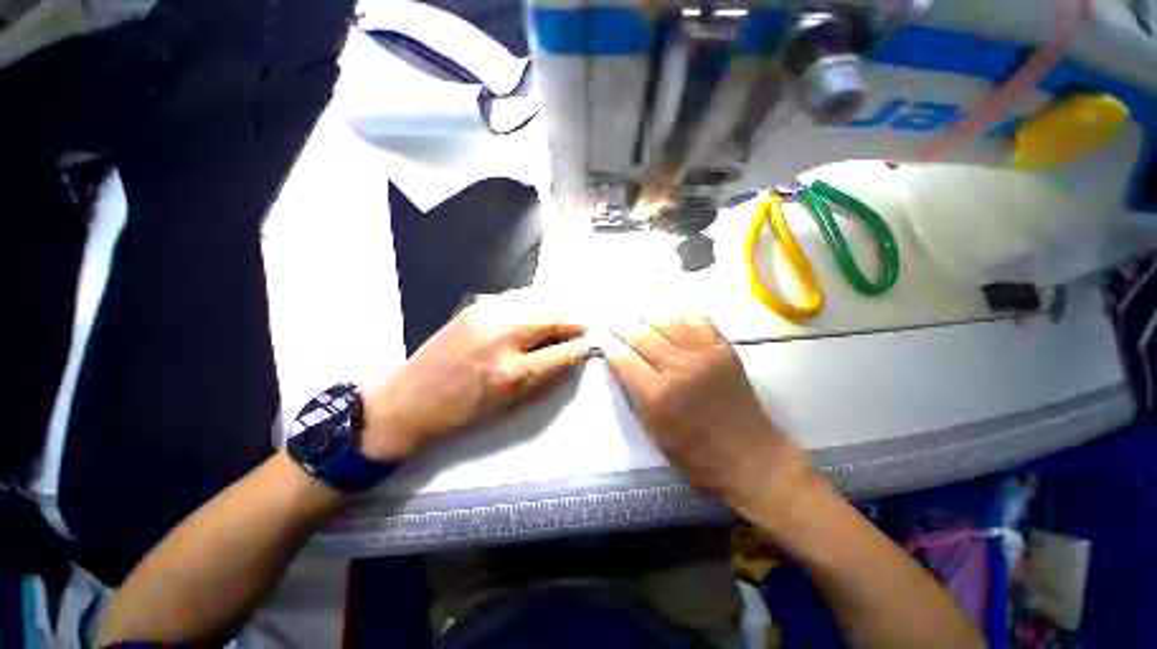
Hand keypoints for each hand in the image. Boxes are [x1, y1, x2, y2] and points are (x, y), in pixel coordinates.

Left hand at [359, 290, 589, 459]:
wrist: (409, 399)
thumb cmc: (462, 410)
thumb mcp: (508, 401)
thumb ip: (543, 373)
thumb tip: (569, 353)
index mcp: (511, 371)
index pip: (560, 351)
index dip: (580, 345)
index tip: (590, 342)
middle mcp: (501, 336)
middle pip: (550, 318)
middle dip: (571, 321)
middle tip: (581, 327)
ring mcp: (486, 314)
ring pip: (535, 302)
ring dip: (553, 310)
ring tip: (562, 319)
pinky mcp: (475, 306)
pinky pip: (515, 299)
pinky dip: (532, 304)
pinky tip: (535, 312)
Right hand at [600, 317, 811, 513]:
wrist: (749, 456)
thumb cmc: (695, 452)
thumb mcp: (654, 430)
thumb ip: (635, 393)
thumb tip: (621, 362)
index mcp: (658, 395)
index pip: (623, 359)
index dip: (608, 344)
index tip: (599, 335)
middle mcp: (679, 368)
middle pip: (642, 335)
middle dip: (623, 327)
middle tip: (615, 323)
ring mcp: (705, 355)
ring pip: (668, 322)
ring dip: (649, 319)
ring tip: (640, 320)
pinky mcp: (725, 350)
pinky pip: (700, 321)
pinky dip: (682, 318)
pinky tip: (675, 323)